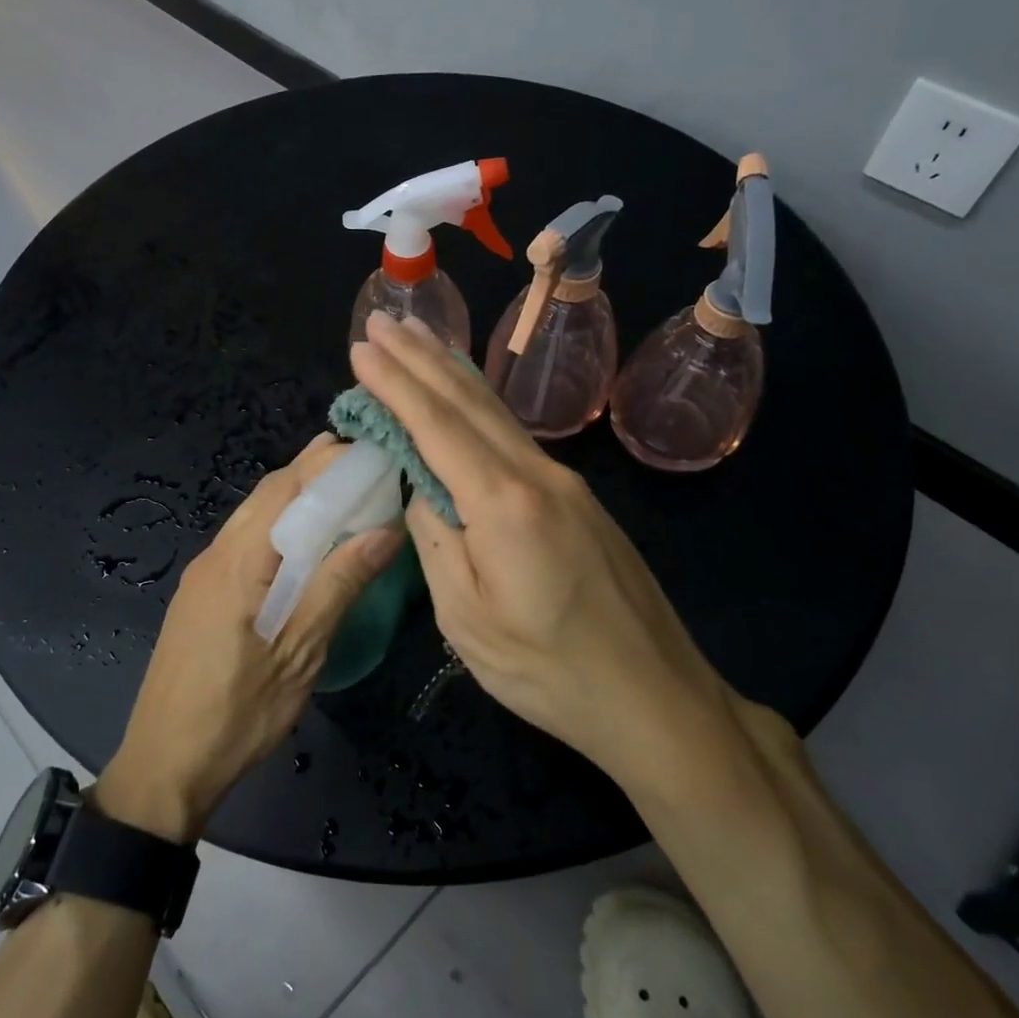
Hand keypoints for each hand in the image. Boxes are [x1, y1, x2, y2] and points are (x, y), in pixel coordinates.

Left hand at [97, 435, 403, 842]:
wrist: (163, 766)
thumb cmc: (237, 714)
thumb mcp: (299, 654)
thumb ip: (338, 586)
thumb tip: (385, 530)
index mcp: (237, 562)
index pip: (285, 488)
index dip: (327, 463)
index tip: (371, 452)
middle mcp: (215, 555)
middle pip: (267, 494)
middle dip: (315, 473)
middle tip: (366, 469)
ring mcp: (204, 574)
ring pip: (255, 517)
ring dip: (298, 500)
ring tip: (347, 498)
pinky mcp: (203, 595)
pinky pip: (246, 542)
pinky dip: (281, 529)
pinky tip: (308, 546)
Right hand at [349, 313, 746, 791]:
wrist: (656, 697)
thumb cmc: (550, 671)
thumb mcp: (467, 619)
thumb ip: (436, 541)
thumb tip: (423, 489)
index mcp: (504, 502)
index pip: (437, 426)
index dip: (396, 384)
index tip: (362, 348)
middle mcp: (537, 475)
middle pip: (470, 403)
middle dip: (421, 358)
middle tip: (384, 320)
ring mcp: (564, 484)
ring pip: (497, 414)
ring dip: (451, 374)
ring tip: (419, 339)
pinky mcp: (578, 500)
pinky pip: (516, 438)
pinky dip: (480, 407)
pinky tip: (467, 398)